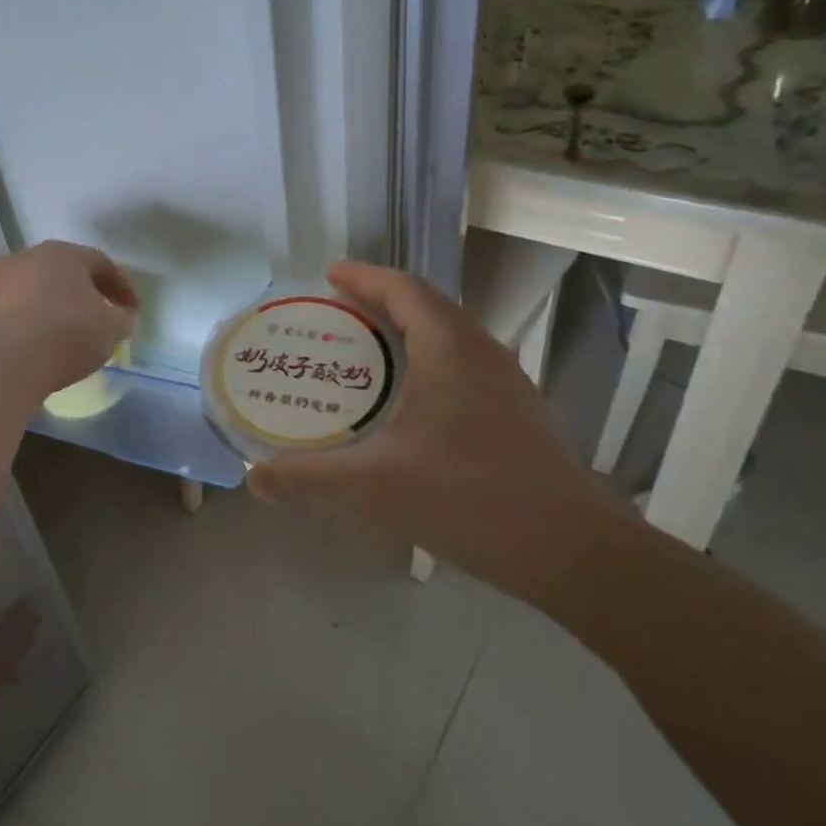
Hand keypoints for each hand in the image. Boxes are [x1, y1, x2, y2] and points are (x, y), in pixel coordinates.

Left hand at [0, 240, 137, 396]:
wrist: (12, 360)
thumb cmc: (71, 334)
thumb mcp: (113, 328)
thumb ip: (122, 318)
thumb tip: (122, 316)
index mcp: (65, 254)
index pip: (101, 264)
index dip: (120, 286)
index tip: (130, 311)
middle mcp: (27, 257)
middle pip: (59, 269)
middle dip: (77, 288)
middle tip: (92, 313)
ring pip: (20, 281)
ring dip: (34, 295)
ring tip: (47, 321)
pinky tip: (0, 324)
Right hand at [247, 262, 623, 606]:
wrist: (570, 550)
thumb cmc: (469, 498)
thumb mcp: (376, 486)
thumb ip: (310, 477)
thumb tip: (254, 476)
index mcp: (449, 348)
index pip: (403, 289)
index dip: (363, 276)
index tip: (327, 276)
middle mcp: (481, 352)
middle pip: (425, 307)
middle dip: (377, 304)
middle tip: (332, 318)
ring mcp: (505, 383)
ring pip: (447, 338)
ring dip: (404, 335)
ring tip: (361, 356)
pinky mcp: (516, 413)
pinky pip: (461, 367)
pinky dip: (425, 365)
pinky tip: (405, 406)